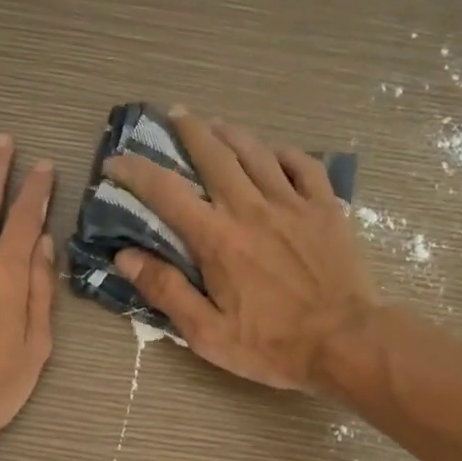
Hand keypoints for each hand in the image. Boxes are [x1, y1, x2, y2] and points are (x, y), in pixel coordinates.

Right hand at [103, 109, 377, 390]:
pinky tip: (274, 152)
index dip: (136, 172)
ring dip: (231, 132)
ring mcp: (293, 204)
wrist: (345, 342)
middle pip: (214, 155)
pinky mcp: (326, 208)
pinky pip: (303, 165)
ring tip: (216, 124)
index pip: (166, 193)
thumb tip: (125, 257)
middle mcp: (251, 209)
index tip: (116, 162)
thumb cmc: (271, 345)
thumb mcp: (207, 333)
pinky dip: (283, 153)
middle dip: (189, 130)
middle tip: (175, 115)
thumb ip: (166, 291)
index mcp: (217, 239)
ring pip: (257, 151)